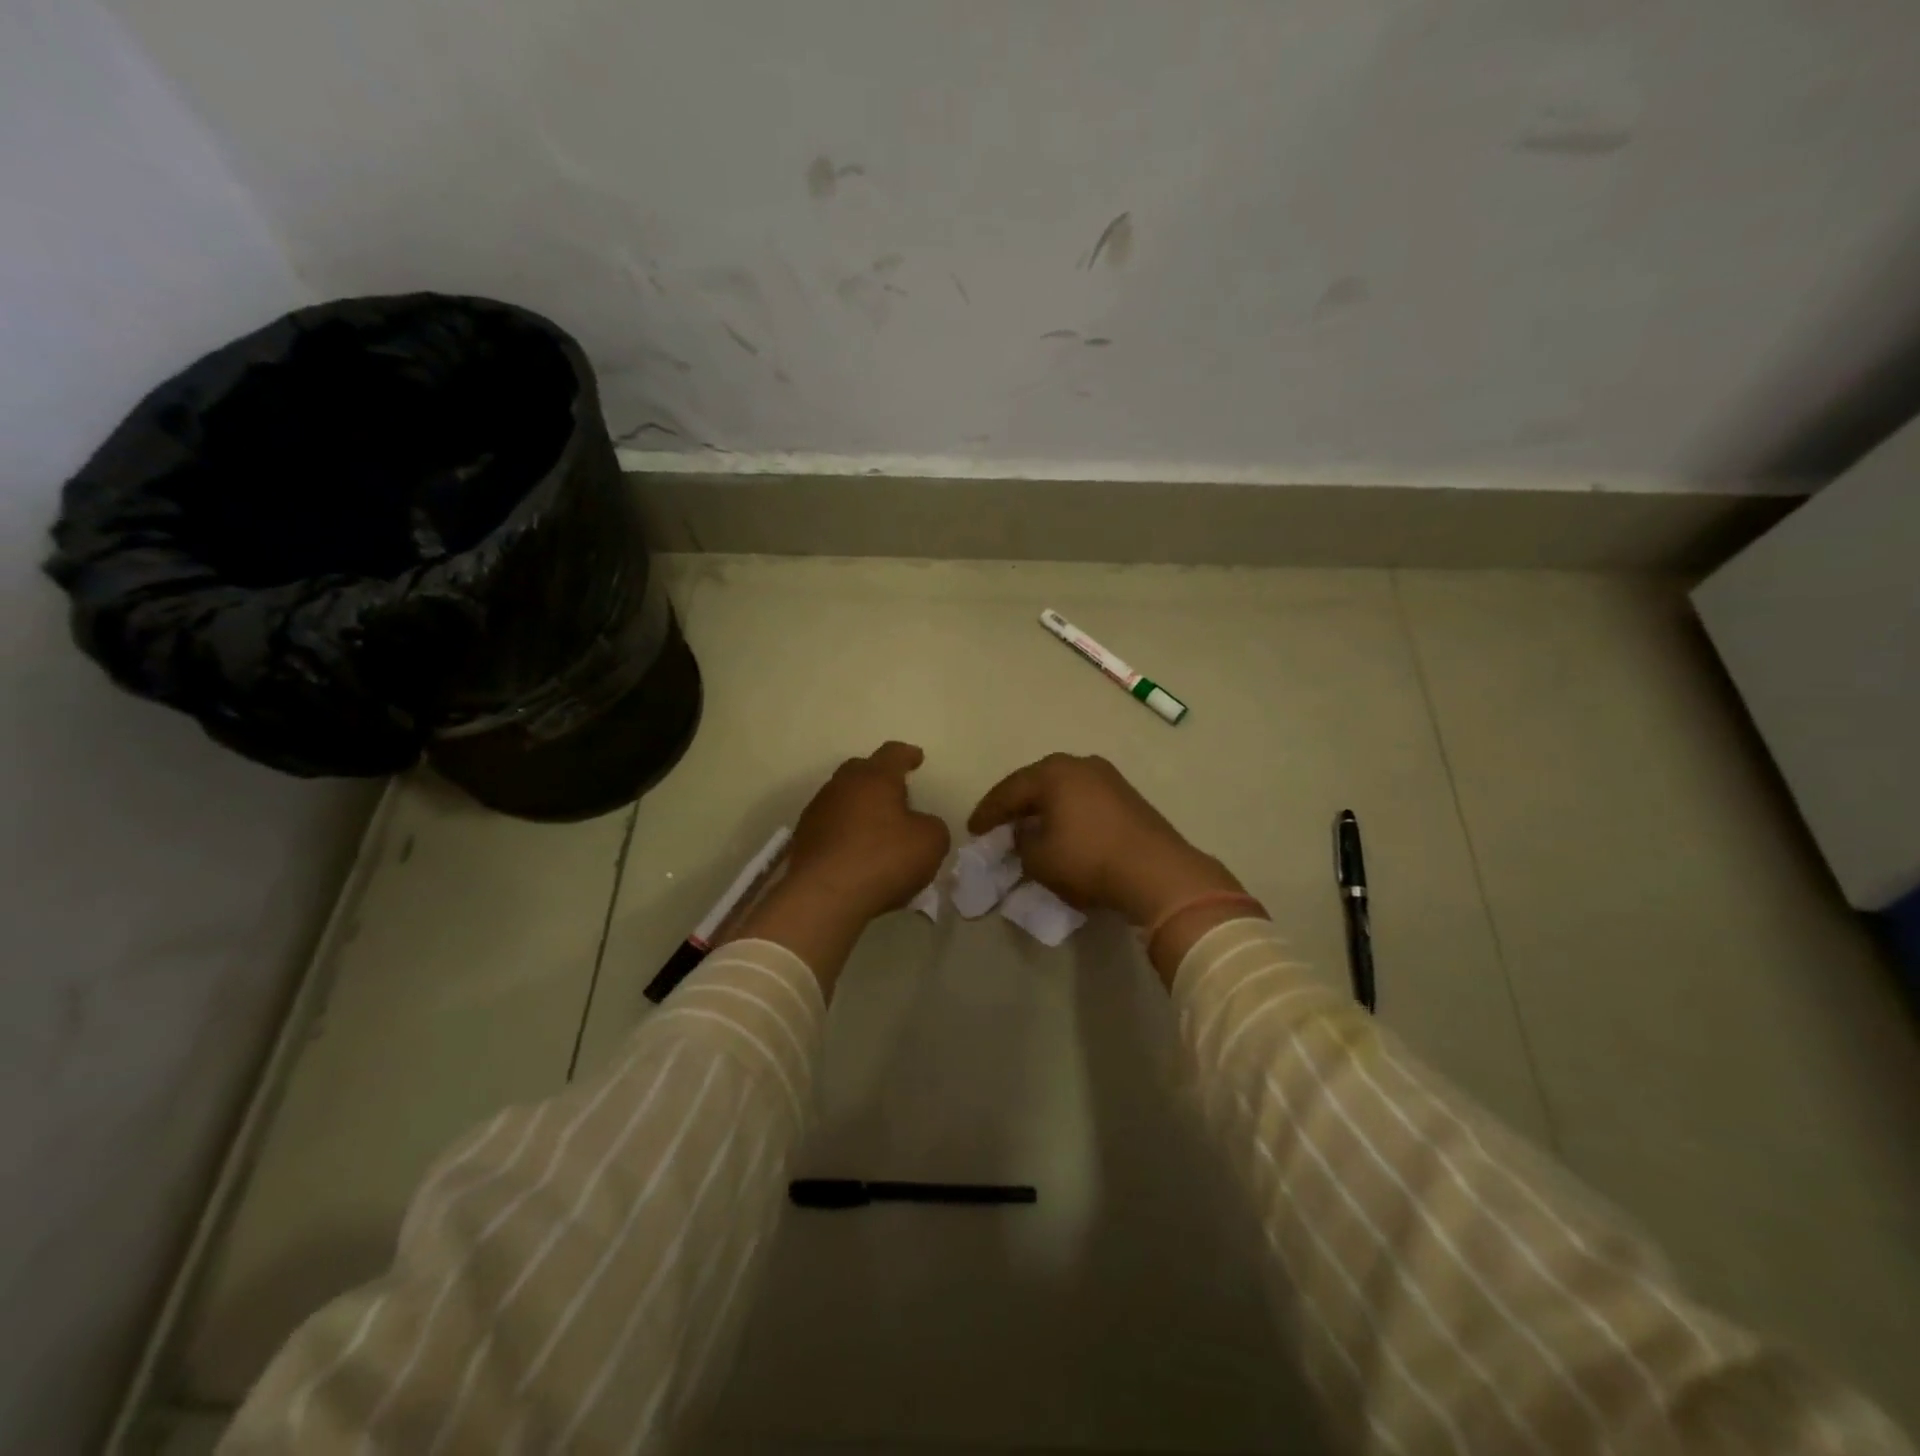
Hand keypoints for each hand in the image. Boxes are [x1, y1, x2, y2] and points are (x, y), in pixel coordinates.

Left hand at [731, 742, 948, 997]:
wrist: (824, 896)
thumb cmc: (884, 859)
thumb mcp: (931, 842)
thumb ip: (932, 826)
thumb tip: (920, 826)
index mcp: (875, 777)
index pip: (893, 753)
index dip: (907, 755)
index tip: (917, 758)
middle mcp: (842, 785)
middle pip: (861, 770)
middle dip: (878, 777)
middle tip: (895, 792)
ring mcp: (818, 811)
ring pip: (842, 797)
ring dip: (859, 806)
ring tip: (875, 826)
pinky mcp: (803, 838)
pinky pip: (830, 825)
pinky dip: (844, 831)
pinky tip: (855, 851)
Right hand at [968, 753, 1241, 927]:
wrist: (1156, 871)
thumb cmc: (1088, 860)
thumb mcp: (1039, 859)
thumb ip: (1021, 843)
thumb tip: (1025, 835)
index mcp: (1053, 773)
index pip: (1008, 790)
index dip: (988, 812)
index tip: (973, 830)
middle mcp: (1079, 765)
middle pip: (1036, 783)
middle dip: (1015, 804)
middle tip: (997, 824)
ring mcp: (1107, 777)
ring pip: (1062, 789)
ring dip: (1043, 807)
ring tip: (1028, 827)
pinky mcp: (1127, 796)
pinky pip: (1083, 799)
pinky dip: (1066, 812)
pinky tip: (1062, 829)